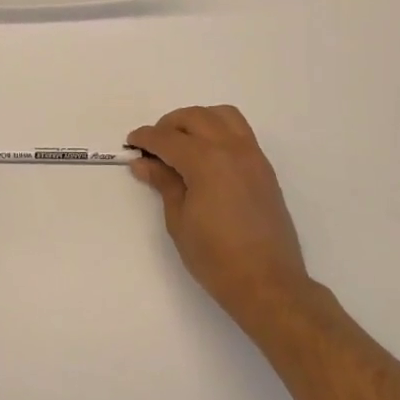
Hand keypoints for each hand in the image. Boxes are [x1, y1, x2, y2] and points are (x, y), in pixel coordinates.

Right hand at [128, 106, 311, 327]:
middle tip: (154, 146)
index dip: (146, 138)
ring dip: (197, 120)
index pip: (168, 138)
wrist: (268, 283)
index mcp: (206, 161)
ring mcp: (252, 155)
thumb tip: (144, 162)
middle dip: (169, 125)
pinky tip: (207, 155)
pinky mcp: (264, 167)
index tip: (131, 143)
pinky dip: (219, 130)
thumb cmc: (216, 258)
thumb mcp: (179, 221)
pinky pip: (240, 131)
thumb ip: (164, 183)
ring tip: (182, 143)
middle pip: (194, 117)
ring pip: (222, 115)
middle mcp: (231, 148)